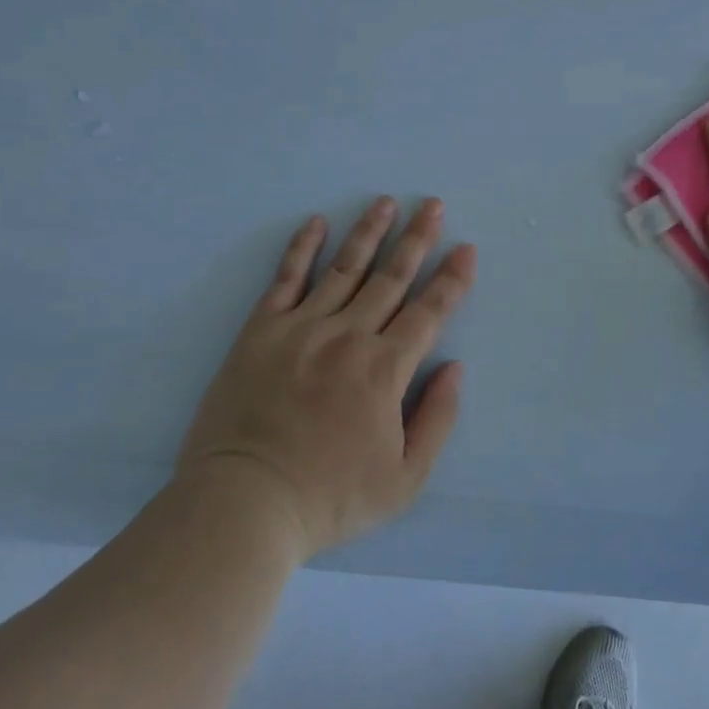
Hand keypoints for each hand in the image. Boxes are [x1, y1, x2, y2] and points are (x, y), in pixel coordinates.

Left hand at [177, 196, 476, 560]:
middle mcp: (349, 336)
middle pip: (392, 277)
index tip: (466, 249)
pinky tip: (316, 223)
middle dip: (418, 238)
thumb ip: (438, 419)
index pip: (429, 311)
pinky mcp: (261, 331)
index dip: (452, 279)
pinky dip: (302, 249)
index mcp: (385, 369)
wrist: (243, 505)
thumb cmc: (329, 498)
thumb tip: (455, 367)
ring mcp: (302, 329)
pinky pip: (286, 279)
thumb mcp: (405, 479)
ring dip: (369, 232)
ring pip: (345, 269)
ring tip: (386, 202)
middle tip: (433, 205)